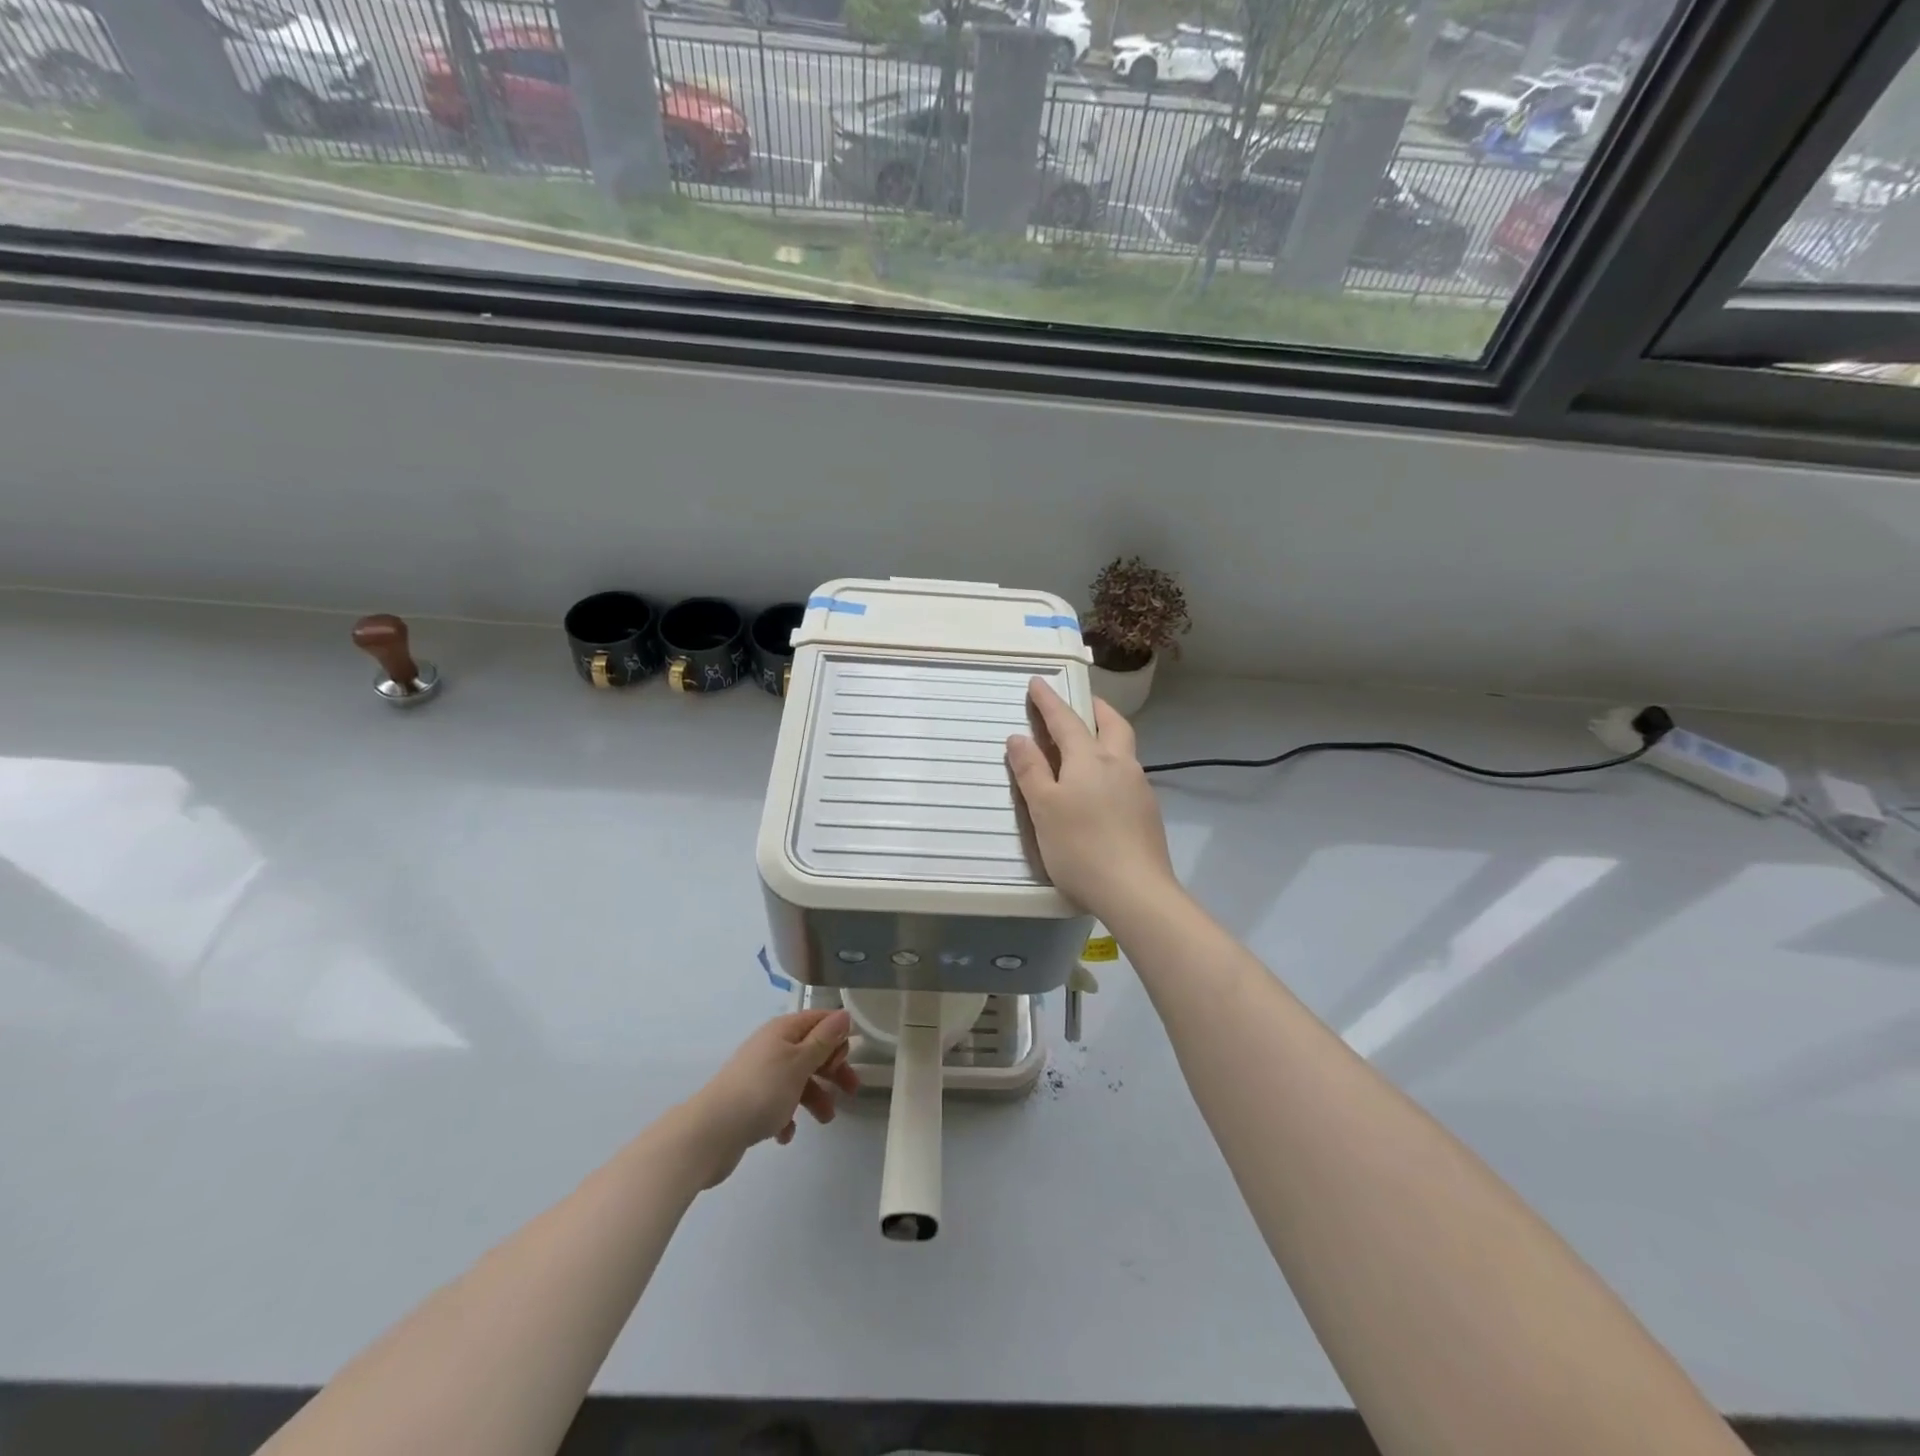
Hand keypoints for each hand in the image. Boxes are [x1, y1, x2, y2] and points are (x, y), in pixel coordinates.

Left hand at [681, 1010, 859, 1187]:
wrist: (711, 1132)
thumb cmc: (762, 1091)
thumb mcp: (800, 1062)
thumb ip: (824, 1040)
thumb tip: (843, 1014)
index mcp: (783, 1031)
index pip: (819, 1020)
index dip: (837, 1036)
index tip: (847, 1059)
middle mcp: (771, 1046)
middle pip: (811, 1051)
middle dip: (832, 1070)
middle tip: (850, 1091)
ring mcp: (759, 1074)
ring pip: (797, 1079)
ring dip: (815, 1097)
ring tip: (825, 1120)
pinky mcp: (749, 1101)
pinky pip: (778, 1103)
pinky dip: (788, 1116)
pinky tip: (787, 1134)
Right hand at [1006, 677, 1177, 919]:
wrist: (1136, 891)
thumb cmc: (1080, 847)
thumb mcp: (1044, 808)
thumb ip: (1031, 771)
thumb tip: (1019, 737)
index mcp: (1090, 759)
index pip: (1066, 720)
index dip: (1049, 701)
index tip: (1038, 682)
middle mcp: (1120, 764)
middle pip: (1111, 724)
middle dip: (1093, 708)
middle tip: (1077, 704)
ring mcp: (1139, 788)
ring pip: (1123, 749)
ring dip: (1105, 736)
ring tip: (1086, 744)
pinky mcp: (1148, 812)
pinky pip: (1127, 774)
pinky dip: (1111, 765)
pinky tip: (1102, 786)